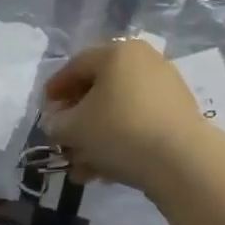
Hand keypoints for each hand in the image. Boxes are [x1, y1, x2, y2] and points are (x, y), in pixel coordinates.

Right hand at [42, 39, 208, 189]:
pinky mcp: (178, 116)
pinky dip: (119, 144)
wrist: (180, 160)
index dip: (55, 89)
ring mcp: (166, 88)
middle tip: (63, 142)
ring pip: (119, 112)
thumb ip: (56, 123)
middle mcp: (144, 62)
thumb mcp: (74, 128)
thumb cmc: (119, 131)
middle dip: (77, 121)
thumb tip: (56, 123)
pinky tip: (105, 172)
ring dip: (95, 140)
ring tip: (82, 168)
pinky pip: (139, 125)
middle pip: (99, 90)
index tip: (44, 112)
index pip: (76, 65)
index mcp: (118, 52)